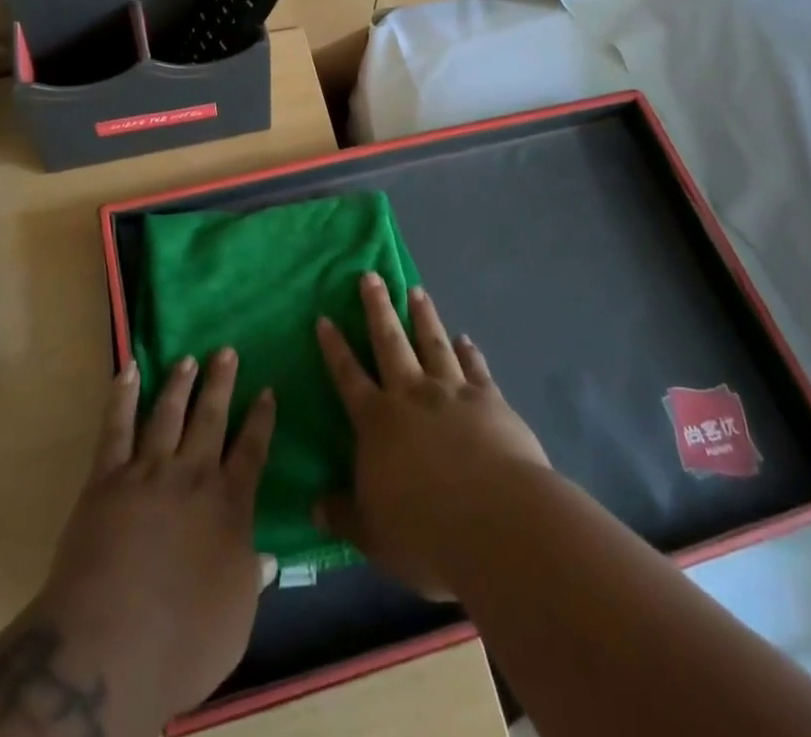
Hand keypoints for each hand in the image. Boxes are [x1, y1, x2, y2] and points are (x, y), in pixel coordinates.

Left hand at [34, 351, 276, 726]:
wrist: (110, 645)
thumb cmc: (183, 641)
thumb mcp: (236, 621)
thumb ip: (251, 580)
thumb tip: (270, 558)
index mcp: (229, 505)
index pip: (251, 451)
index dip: (260, 419)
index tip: (266, 390)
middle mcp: (192, 476)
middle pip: (210, 418)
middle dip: (220, 383)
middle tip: (226, 351)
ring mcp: (148, 471)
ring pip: (167, 414)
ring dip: (179, 384)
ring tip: (188, 359)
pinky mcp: (107, 478)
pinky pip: (116, 428)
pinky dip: (122, 396)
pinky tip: (128, 370)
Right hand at [315, 273, 548, 599]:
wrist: (497, 522)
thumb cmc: (426, 532)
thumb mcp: (373, 535)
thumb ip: (344, 516)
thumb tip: (313, 507)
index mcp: (377, 422)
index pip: (348, 376)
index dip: (335, 348)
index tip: (325, 318)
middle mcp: (412, 395)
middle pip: (390, 342)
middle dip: (378, 308)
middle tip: (371, 276)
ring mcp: (453, 392)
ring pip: (432, 343)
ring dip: (423, 316)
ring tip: (416, 290)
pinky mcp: (490, 401)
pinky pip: (476, 368)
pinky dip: (470, 351)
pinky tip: (466, 339)